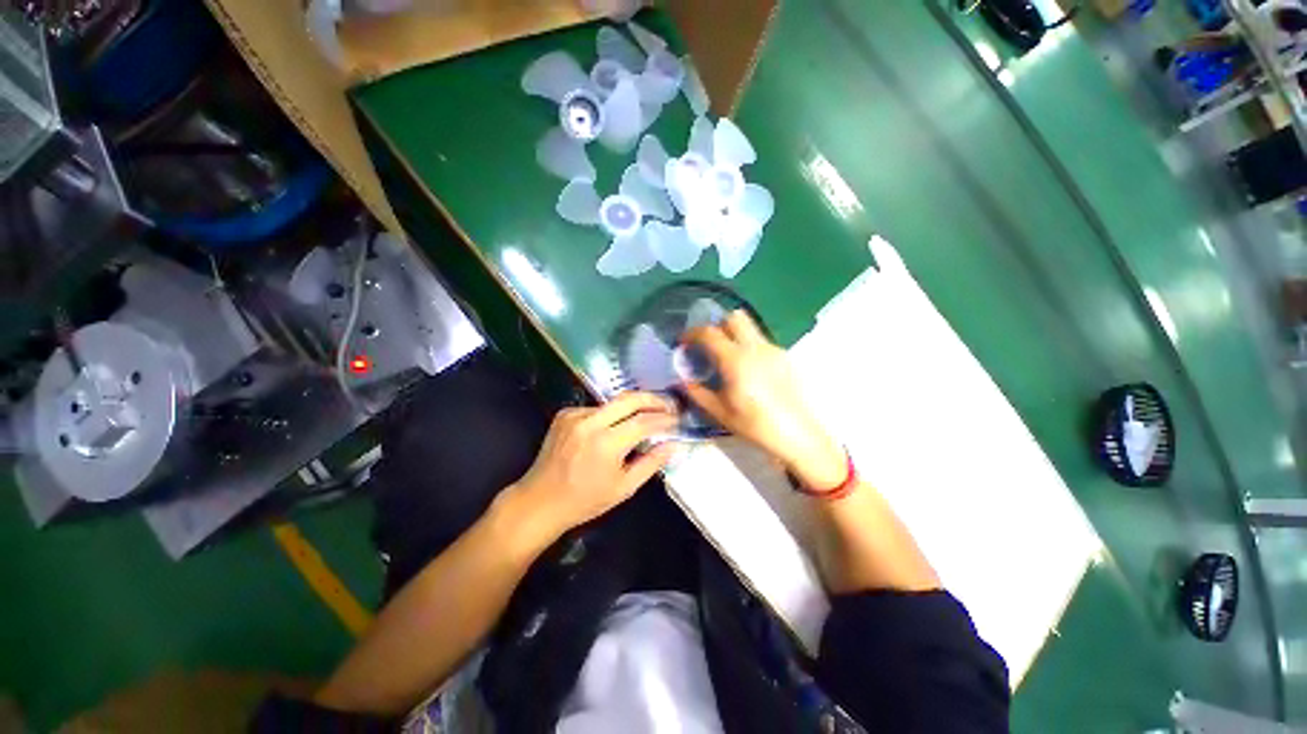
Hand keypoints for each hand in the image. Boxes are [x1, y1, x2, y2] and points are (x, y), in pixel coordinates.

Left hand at [510, 392, 679, 533]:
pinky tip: (612, 428)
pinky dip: (610, 415)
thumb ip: (651, 463)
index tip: (677, 420)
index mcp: (606, 444)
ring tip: (644, 420)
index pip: (644, 422)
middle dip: (653, 399)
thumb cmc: (585, 501)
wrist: (540, 501)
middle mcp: (590, 423)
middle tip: (668, 405)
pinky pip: (597, 408)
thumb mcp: (624, 488)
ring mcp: (575, 415)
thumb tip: (673, 444)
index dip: (664, 419)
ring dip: (632, 409)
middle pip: (630, 399)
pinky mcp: (565, 413)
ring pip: (613, 403)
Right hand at [683, 311, 846, 489]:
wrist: (796, 435)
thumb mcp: (719, 412)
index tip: (684, 342)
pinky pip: (760, 341)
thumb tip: (683, 380)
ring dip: (733, 333)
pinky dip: (747, 345)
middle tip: (708, 344)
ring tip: (726, 358)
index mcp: (735, 360)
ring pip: (750, 327)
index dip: (692, 333)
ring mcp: (772, 350)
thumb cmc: (754, 424)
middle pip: (734, 317)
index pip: (709, 333)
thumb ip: (697, 392)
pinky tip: (746, 369)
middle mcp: (755, 347)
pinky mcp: (783, 357)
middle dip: (717, 324)